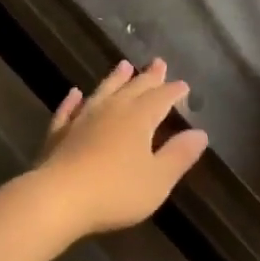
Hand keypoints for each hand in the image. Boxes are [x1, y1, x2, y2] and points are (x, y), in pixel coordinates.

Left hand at [32, 59, 207, 239]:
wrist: (59, 197)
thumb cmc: (116, 191)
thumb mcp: (158, 179)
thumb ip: (179, 155)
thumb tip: (200, 133)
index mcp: (139, 118)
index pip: (161, 98)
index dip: (173, 91)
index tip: (183, 84)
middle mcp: (112, 110)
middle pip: (133, 88)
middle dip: (148, 77)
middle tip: (158, 63)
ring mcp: (82, 118)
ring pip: (103, 91)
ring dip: (115, 78)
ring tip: (123, 65)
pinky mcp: (60, 132)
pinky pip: (68, 109)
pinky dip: (73, 100)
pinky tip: (74, 93)